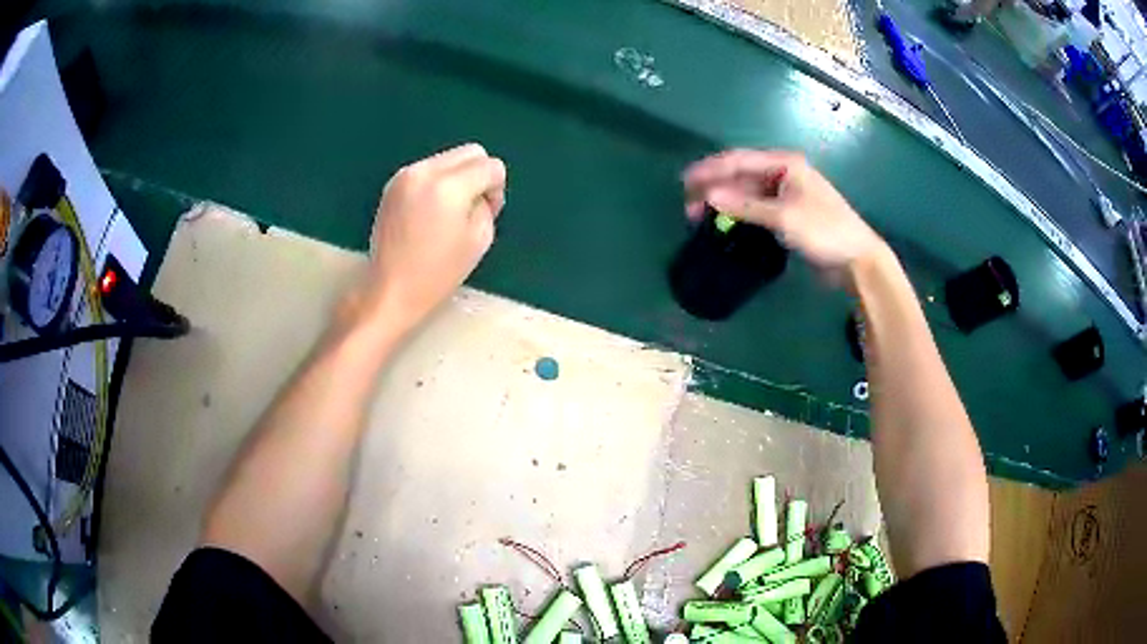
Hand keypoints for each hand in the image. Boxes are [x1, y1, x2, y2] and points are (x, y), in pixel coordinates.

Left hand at [351, 143, 506, 333]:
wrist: (390, 288)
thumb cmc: (437, 273)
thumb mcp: (479, 240)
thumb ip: (487, 205)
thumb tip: (481, 191)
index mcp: (448, 187)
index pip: (490, 166)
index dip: (496, 188)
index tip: (487, 212)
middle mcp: (425, 171)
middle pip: (470, 152)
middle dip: (479, 174)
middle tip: (472, 207)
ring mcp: (406, 175)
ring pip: (449, 158)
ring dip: (458, 177)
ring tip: (449, 212)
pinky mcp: (393, 183)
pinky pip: (429, 169)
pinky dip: (438, 182)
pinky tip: (429, 212)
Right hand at [683, 149, 887, 280]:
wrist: (856, 260)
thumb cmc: (825, 231)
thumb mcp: (784, 217)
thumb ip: (745, 206)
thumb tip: (708, 196)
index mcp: (785, 164)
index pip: (739, 160)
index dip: (710, 169)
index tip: (685, 182)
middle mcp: (783, 174)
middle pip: (741, 175)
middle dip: (715, 187)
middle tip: (688, 205)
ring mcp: (786, 194)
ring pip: (747, 192)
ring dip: (725, 202)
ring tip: (700, 216)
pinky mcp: (788, 214)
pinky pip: (756, 207)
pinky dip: (739, 213)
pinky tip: (725, 222)